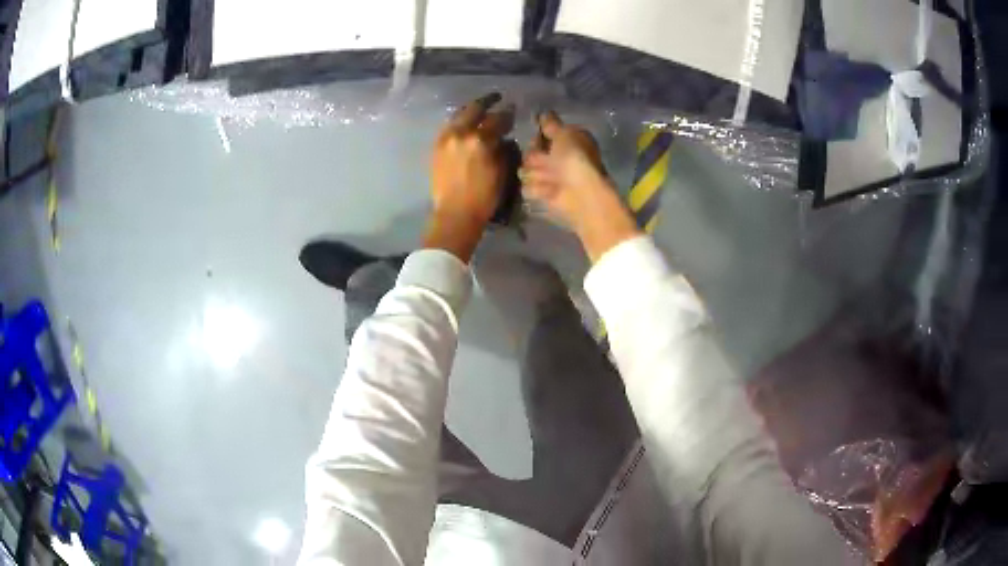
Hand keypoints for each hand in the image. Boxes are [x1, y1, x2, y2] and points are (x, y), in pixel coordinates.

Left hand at [425, 93, 514, 261]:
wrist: (454, 213)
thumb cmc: (483, 197)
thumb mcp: (501, 171)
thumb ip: (502, 150)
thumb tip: (502, 138)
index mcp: (480, 140)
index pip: (498, 119)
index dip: (508, 114)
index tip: (513, 109)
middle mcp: (461, 134)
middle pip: (475, 109)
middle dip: (487, 101)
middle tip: (496, 98)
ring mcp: (446, 138)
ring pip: (459, 115)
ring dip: (471, 110)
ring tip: (479, 109)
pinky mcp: (437, 146)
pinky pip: (449, 126)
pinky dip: (459, 121)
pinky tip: (465, 123)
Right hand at [522, 112, 640, 262]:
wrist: (579, 191)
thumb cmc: (575, 158)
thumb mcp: (564, 134)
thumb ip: (551, 123)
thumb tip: (544, 113)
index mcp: (567, 142)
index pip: (543, 133)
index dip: (540, 135)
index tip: (540, 135)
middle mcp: (558, 159)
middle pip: (530, 152)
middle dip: (534, 155)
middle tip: (546, 161)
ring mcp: (549, 177)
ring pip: (525, 169)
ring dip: (535, 172)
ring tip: (548, 177)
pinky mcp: (542, 193)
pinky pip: (528, 187)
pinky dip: (536, 188)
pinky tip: (546, 188)